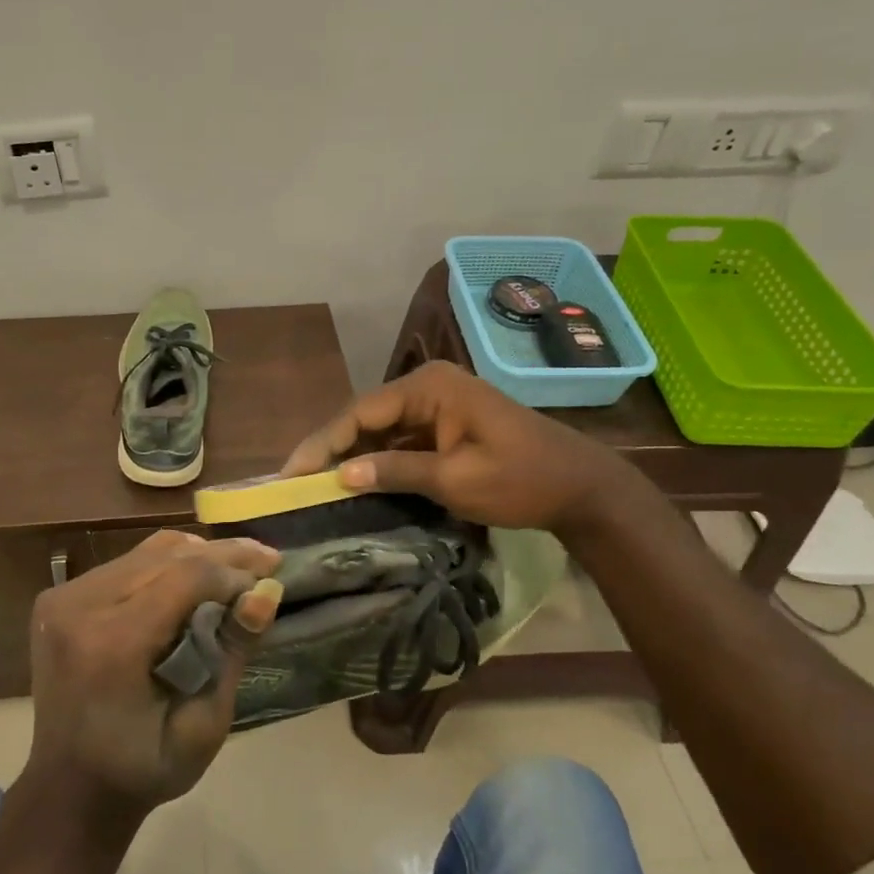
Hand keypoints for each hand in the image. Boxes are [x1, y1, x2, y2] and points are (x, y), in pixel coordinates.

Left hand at [25, 530, 282, 825]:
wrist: (69, 787)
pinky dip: (167, 564)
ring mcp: (64, 598)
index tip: (271, 580)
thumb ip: (232, 653)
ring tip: (238, 565)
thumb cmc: (142, 769)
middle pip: (167, 555)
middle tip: (268, 560)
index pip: (186, 577)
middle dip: (223, 555)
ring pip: (147, 552)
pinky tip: (196, 576)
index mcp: (112, 645)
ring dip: (197, 555)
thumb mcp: (203, 727)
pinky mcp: (60, 597)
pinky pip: (126, 563)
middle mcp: (81, 607)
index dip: (234, 572)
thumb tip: (266, 591)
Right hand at [281, 361, 627, 533]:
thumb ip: (395, 472)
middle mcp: (428, 386)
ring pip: (380, 429)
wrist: (580, 487)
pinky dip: (378, 460)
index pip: (361, 411)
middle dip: (332, 448)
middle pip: (366, 417)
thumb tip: (340, 475)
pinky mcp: (445, 426)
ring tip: (314, 484)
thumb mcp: (455, 480)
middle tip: (296, 481)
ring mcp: (438, 405)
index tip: (292, 472)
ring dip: (352, 455)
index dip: (323, 442)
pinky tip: (355, 482)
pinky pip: (401, 439)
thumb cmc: (521, 480)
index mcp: (429, 387)